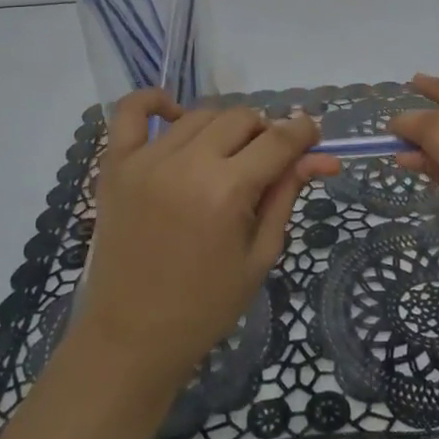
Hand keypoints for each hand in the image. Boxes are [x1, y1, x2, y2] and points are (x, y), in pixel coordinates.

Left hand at [0, 90, 336, 438]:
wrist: (131, 337)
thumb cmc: (206, 305)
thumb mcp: (259, 255)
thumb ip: (286, 196)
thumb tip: (321, 158)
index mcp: (227, 192)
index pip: (278, 140)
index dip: (302, 132)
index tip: (311, 133)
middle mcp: (188, 165)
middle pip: (241, 119)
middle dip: (263, 134)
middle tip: (264, 163)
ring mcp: (147, 160)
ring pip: (200, 115)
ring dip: (222, 128)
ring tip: (225, 157)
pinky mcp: (116, 165)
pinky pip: (131, 111)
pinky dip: (153, 100)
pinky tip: (174, 112)